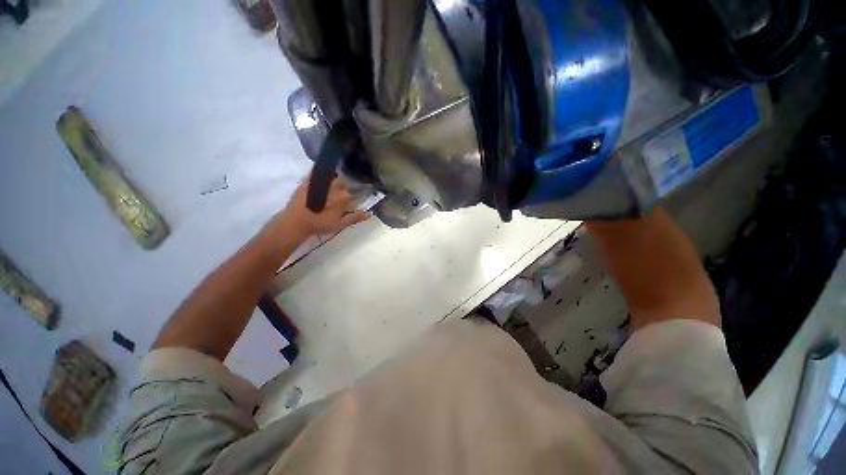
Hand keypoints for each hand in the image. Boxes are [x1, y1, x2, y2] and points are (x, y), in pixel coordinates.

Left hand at [274, 174, 370, 240]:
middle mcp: (333, 186)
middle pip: (342, 182)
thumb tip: (369, 213)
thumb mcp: (340, 224)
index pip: (352, 191)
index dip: (351, 194)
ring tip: (329, 189)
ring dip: (332, 180)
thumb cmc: (320, 224)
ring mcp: (320, 182)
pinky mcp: (308, 180)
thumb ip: (355, 217)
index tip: (349, 199)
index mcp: (343, 197)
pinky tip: (320, 179)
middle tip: (337, 195)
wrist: (296, 222)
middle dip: (342, 187)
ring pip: (331, 176)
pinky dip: (320, 173)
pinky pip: (317, 172)